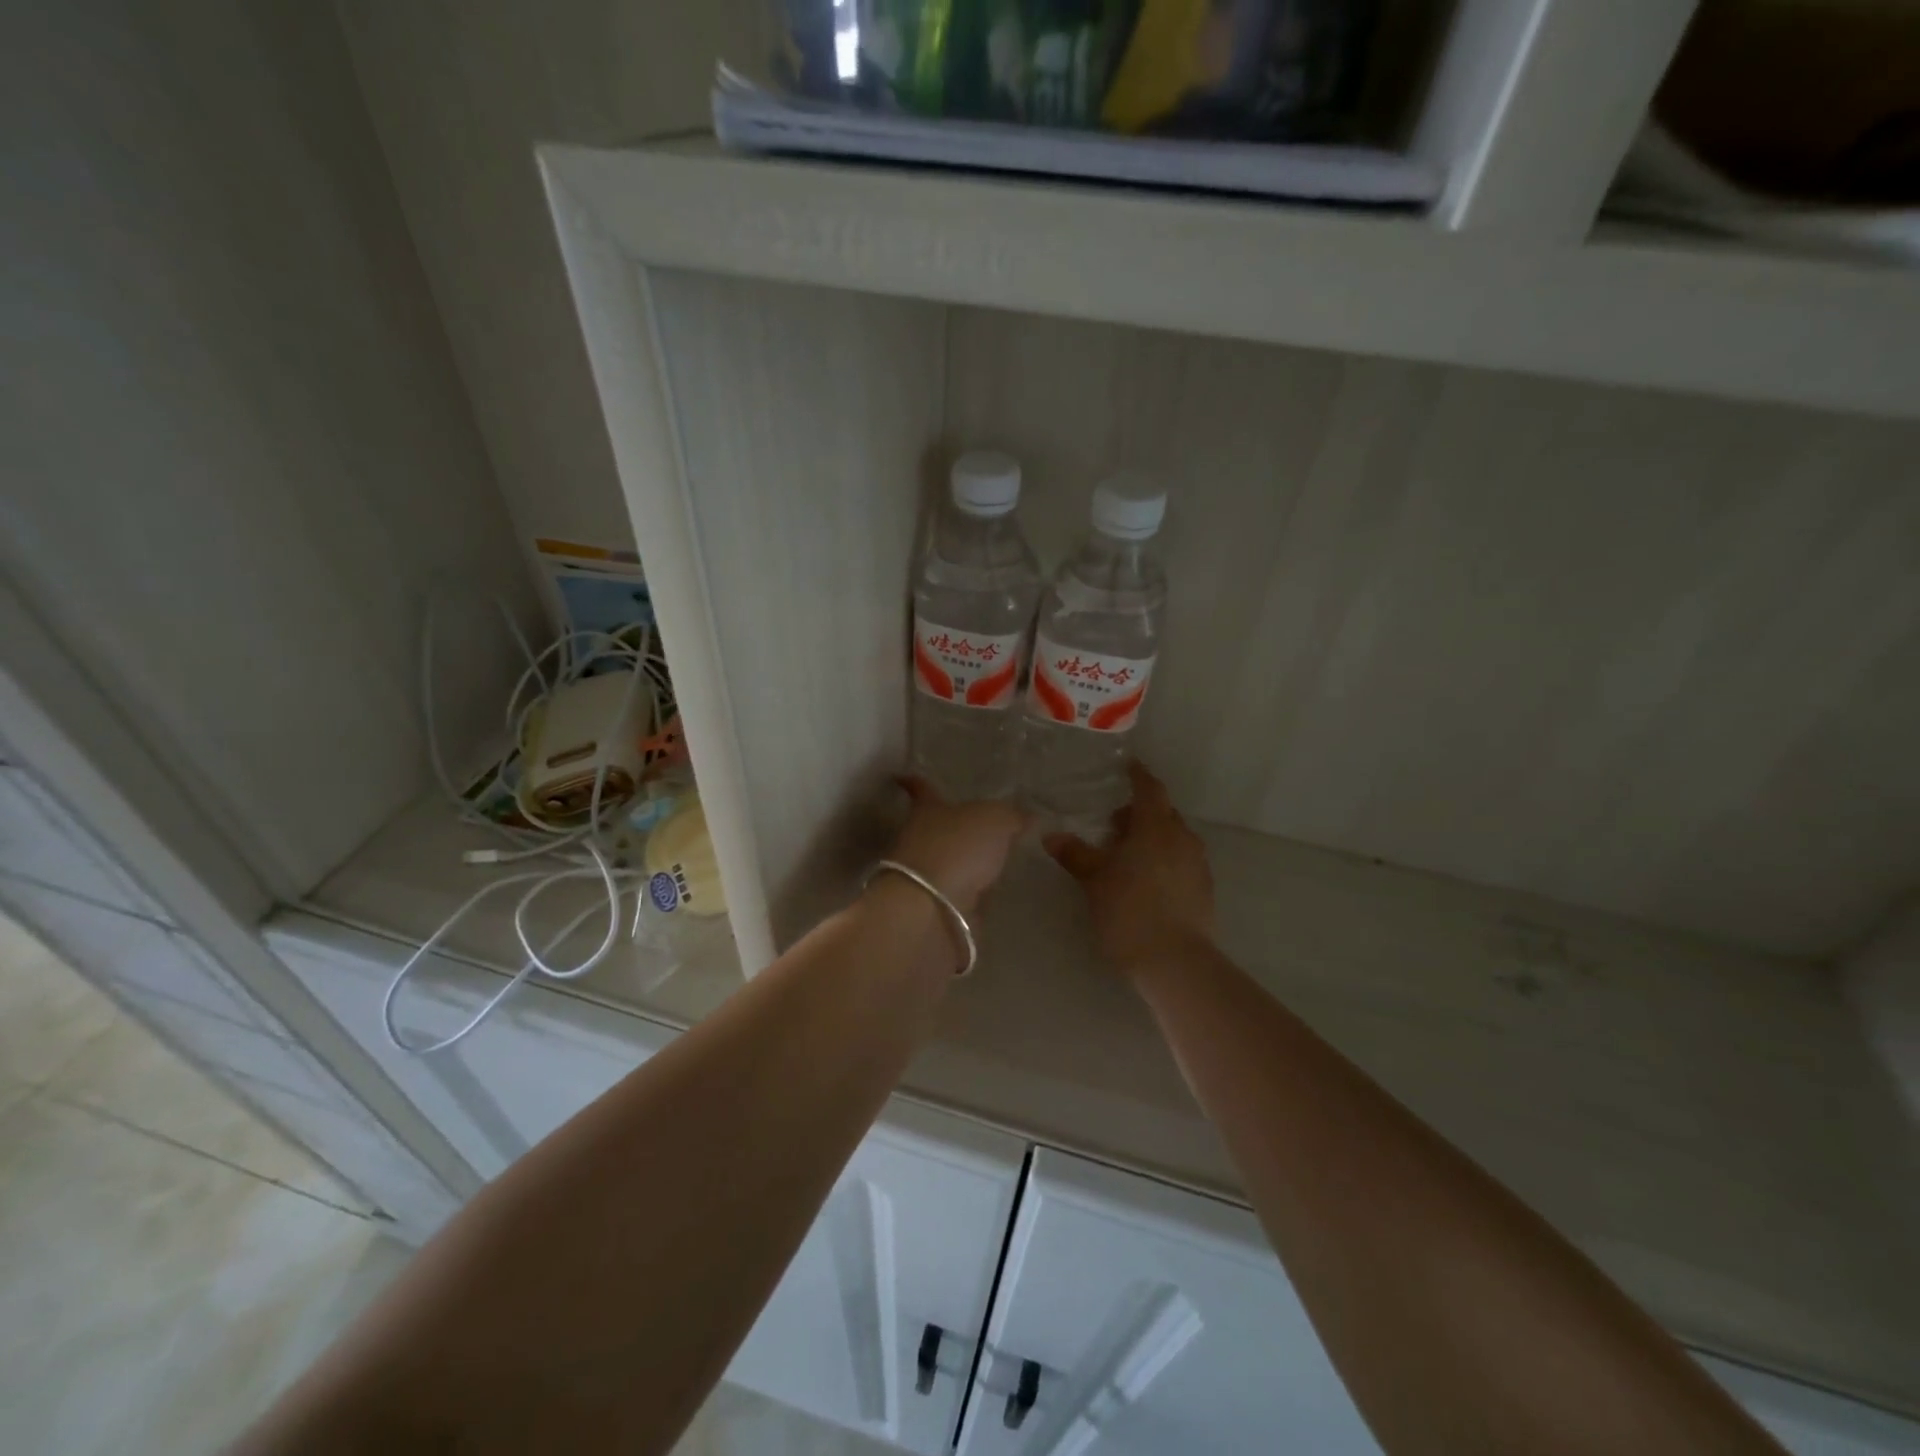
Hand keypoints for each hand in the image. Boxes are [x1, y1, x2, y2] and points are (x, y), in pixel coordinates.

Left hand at [886, 777, 1026, 918]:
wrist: (933, 908)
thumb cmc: (957, 848)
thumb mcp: (995, 820)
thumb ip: (1012, 816)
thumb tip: (1026, 818)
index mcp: (929, 810)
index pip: (923, 789)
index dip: (915, 782)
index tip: (901, 776)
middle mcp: (922, 839)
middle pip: (938, 827)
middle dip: (955, 826)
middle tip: (981, 825)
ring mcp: (928, 875)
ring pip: (950, 860)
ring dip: (967, 861)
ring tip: (995, 859)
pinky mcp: (938, 906)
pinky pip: (961, 892)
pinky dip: (974, 891)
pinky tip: (994, 891)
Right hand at [1045, 762, 1214, 976]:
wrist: (1174, 960)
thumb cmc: (1129, 910)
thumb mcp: (1093, 880)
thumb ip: (1075, 854)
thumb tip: (1051, 835)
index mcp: (1156, 827)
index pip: (1150, 789)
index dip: (1139, 776)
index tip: (1128, 767)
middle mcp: (1182, 838)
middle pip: (1163, 814)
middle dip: (1141, 813)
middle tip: (1115, 825)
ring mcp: (1198, 864)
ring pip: (1174, 838)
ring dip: (1153, 838)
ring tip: (1128, 856)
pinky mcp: (1204, 889)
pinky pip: (1182, 860)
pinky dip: (1165, 859)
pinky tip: (1147, 880)